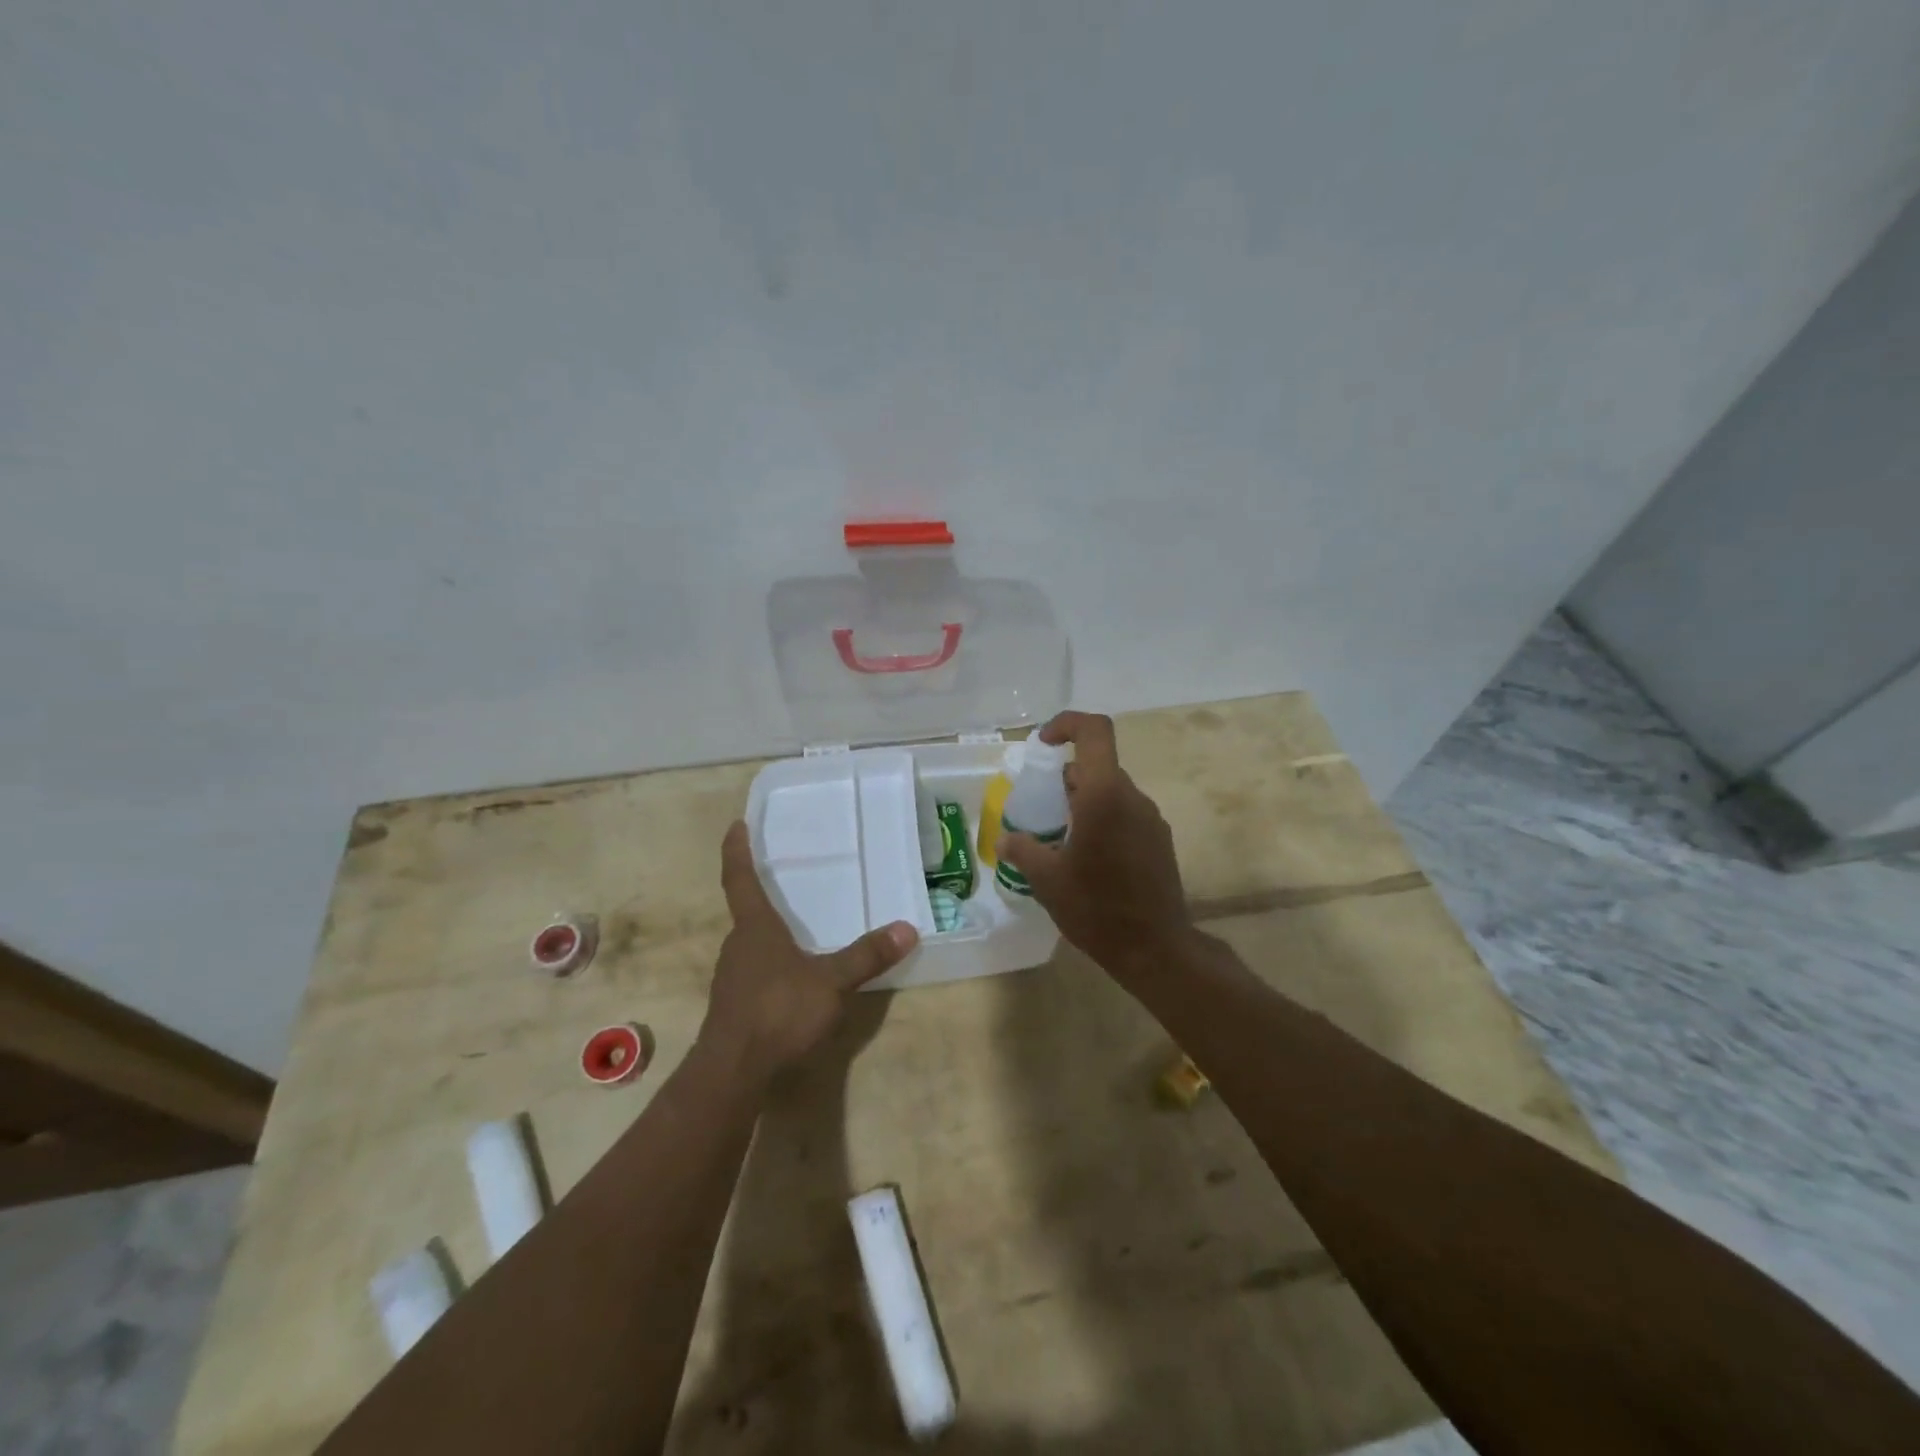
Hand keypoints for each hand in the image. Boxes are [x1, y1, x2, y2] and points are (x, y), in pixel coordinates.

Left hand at [701, 821, 918, 1083]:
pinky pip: (754, 973)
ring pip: (751, 946)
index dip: (737, 851)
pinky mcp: (733, 1006)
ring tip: (796, 933)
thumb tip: (907, 928)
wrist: (732, 1072)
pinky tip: (791, 981)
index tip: (735, 825)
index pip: (740, 879)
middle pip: (747, 913)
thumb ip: (866, 956)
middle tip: (784, 884)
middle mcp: (738, 946)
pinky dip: (770, 966)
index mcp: (755, 928)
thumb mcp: (831, 982)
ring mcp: (732, 978)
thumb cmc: (778, 1011)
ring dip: (768, 936)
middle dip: (762, 897)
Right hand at [999, 711, 1191, 979]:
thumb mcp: (1047, 880)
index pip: (1095, 732)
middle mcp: (1132, 798)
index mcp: (1104, 795)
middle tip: (1040, 808)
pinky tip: (1088, 859)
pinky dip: (1103, 820)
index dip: (1067, 724)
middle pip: (1098, 766)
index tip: (1043, 744)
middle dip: (1065, 779)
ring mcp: (1151, 819)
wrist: (1156, 949)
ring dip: (1083, 802)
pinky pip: (1125, 814)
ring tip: (1060, 839)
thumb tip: (1004, 839)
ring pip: (1111, 792)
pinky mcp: (1159, 841)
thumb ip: (1023, 850)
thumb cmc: (1097, 909)